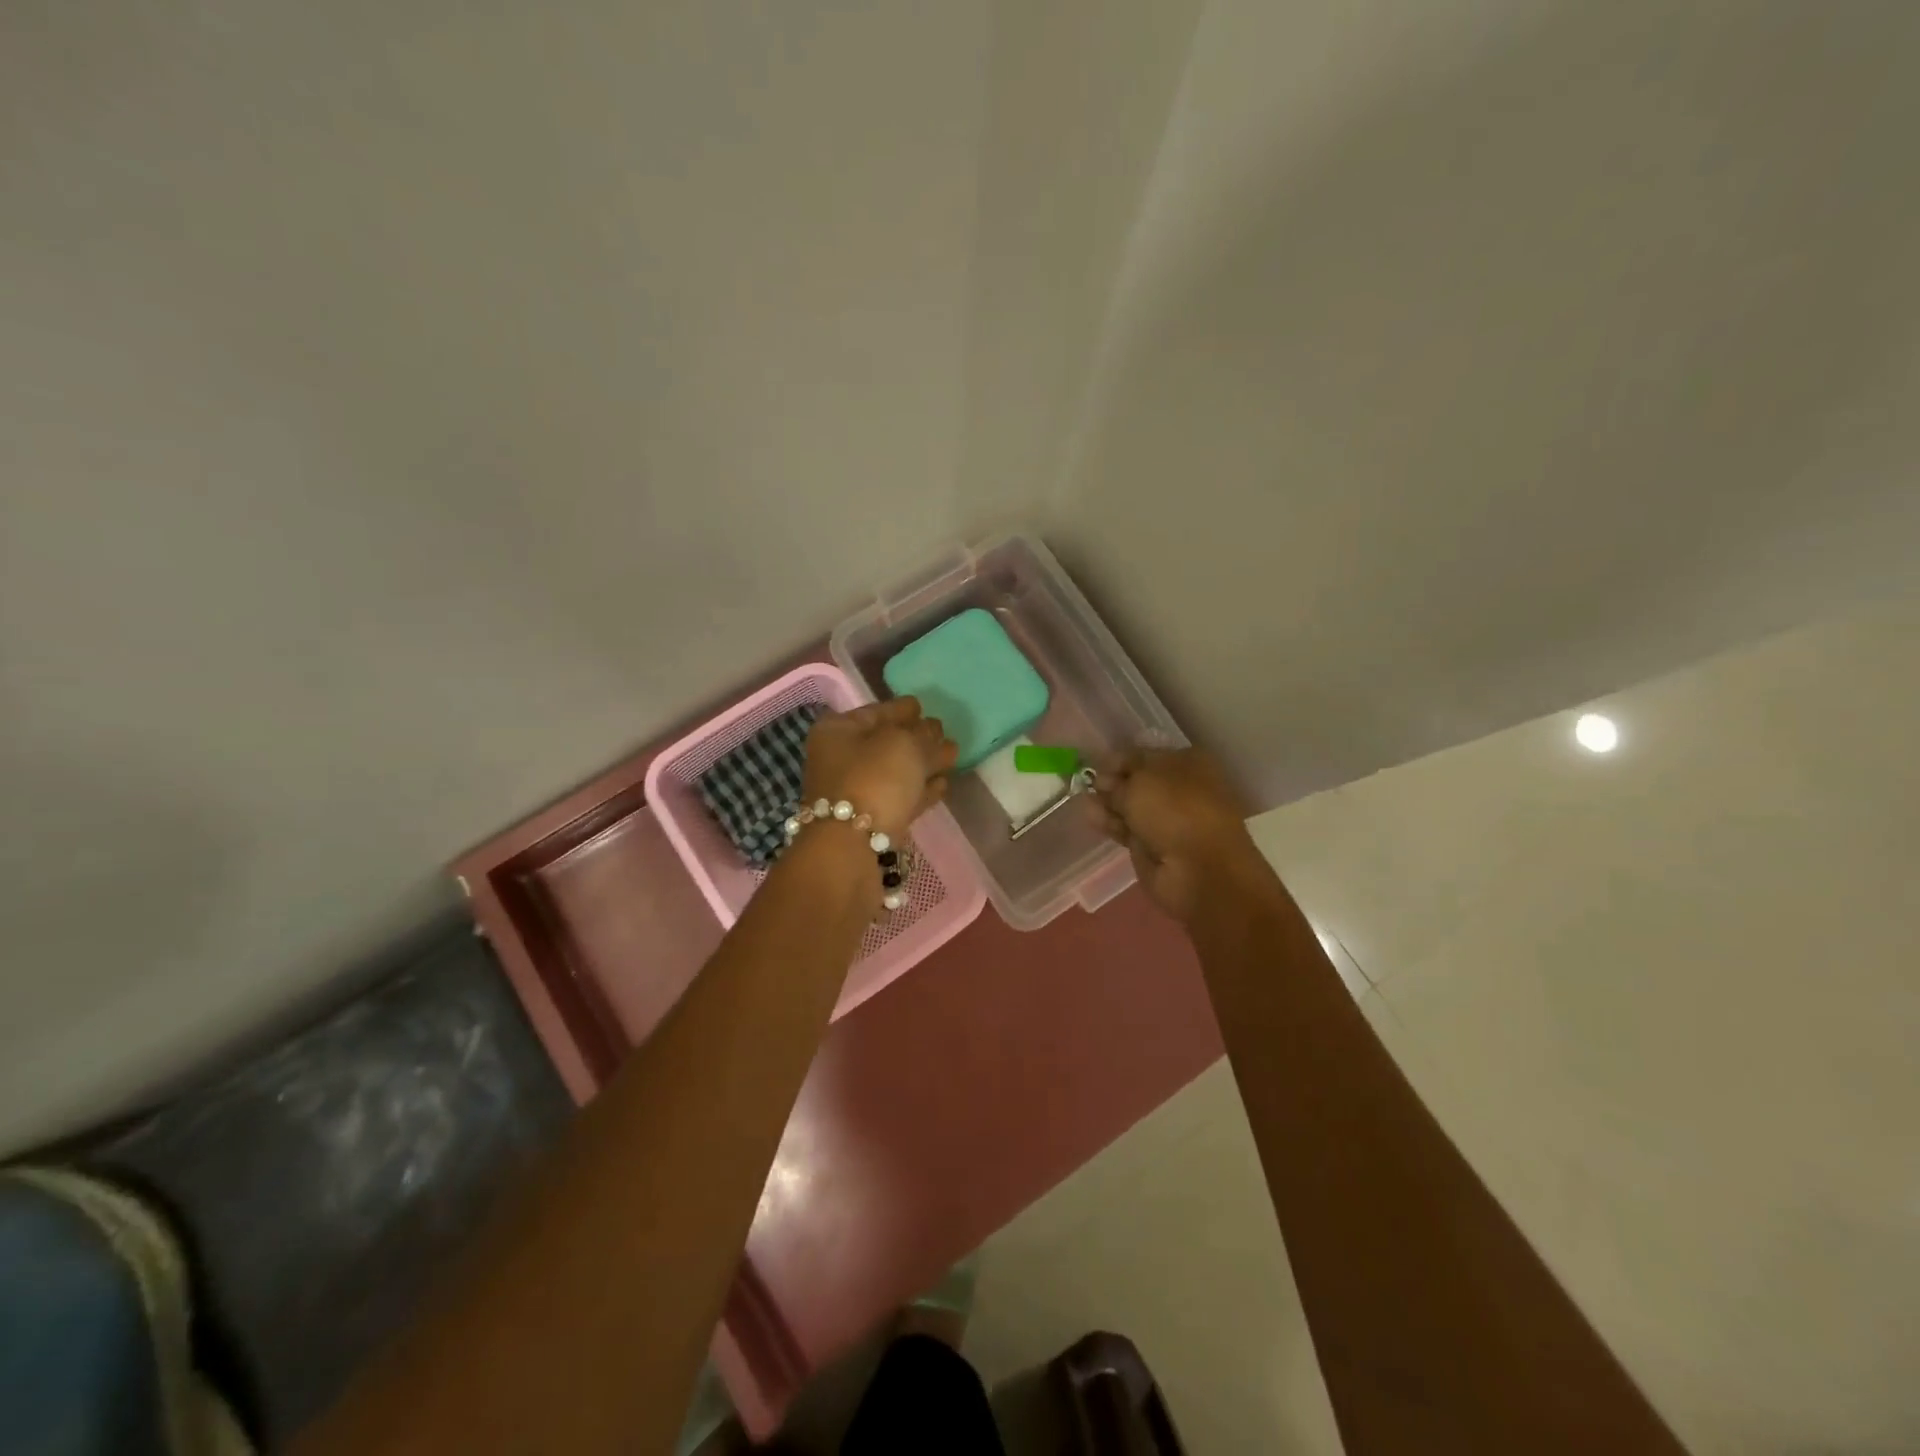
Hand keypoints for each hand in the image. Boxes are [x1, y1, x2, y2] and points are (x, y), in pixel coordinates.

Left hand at [802, 697, 957, 839]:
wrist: (852, 847)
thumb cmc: (873, 779)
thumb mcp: (905, 744)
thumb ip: (924, 733)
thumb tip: (934, 731)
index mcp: (839, 731)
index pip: (876, 711)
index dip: (902, 708)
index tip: (923, 705)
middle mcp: (841, 759)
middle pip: (885, 743)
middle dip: (916, 737)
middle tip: (943, 733)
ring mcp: (854, 793)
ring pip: (895, 772)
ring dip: (922, 764)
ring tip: (952, 756)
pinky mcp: (871, 823)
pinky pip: (900, 797)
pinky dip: (920, 790)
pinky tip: (943, 785)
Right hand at [1088, 747, 1263, 921]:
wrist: (1199, 869)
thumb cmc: (1175, 810)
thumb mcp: (1140, 782)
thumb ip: (1118, 778)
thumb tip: (1103, 781)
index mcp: (1188, 763)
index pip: (1147, 755)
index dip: (1121, 759)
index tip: (1096, 764)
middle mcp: (1180, 789)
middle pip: (1138, 781)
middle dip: (1112, 781)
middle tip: (1088, 783)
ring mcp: (1168, 820)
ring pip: (1131, 807)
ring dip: (1108, 802)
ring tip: (1082, 798)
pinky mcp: (1154, 846)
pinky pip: (1128, 829)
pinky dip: (1110, 823)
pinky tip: (1089, 816)